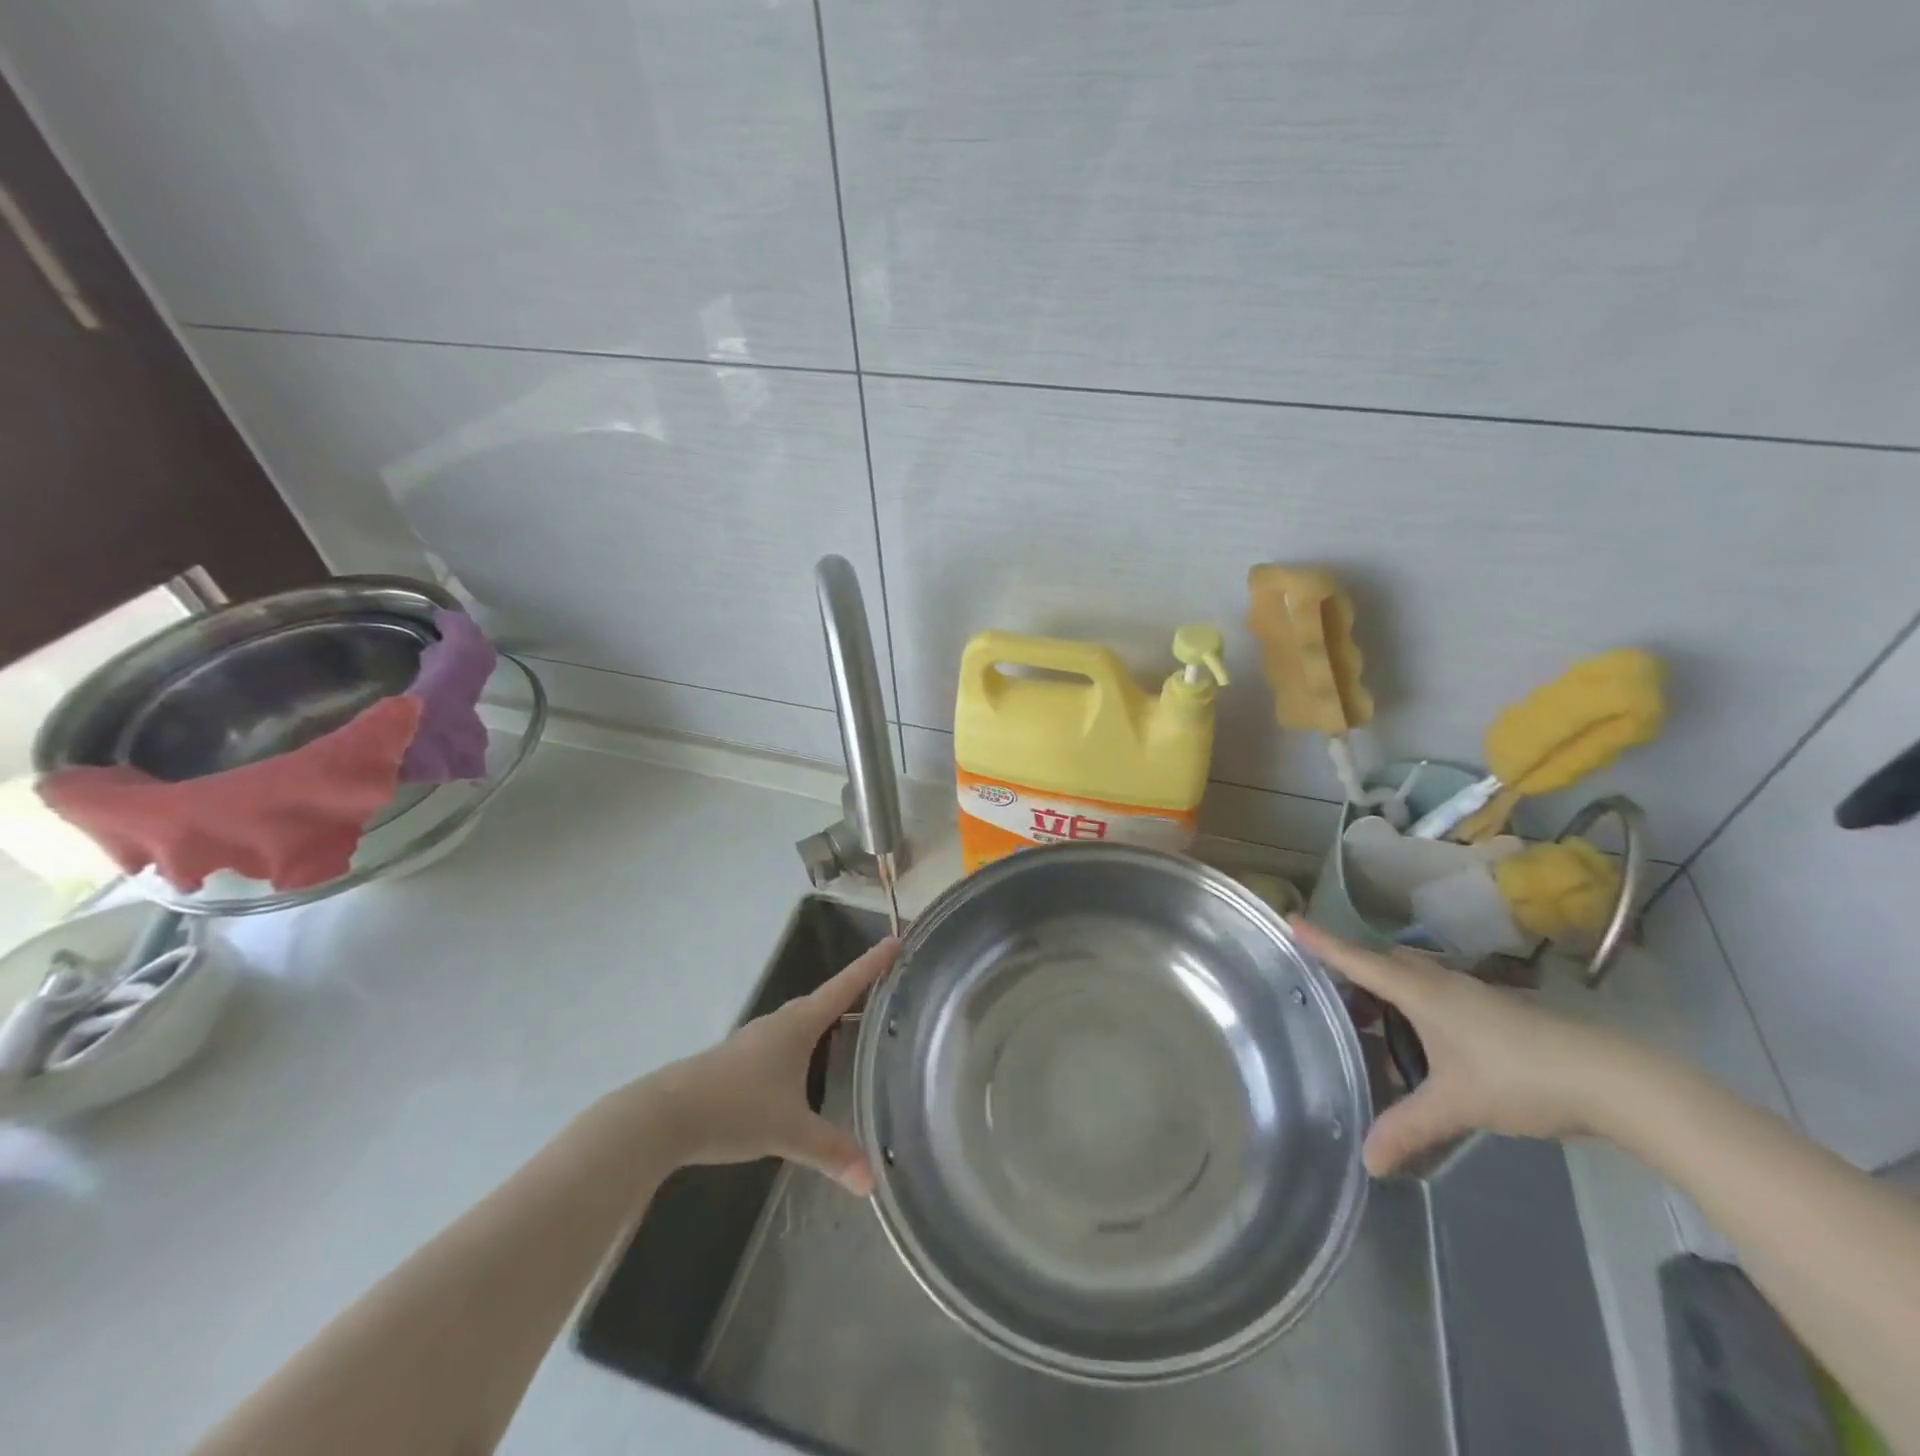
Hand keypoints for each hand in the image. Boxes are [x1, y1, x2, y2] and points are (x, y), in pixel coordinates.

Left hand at [643, 937, 898, 1195]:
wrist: (664, 1115)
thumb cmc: (735, 1108)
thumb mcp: (789, 1131)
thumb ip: (831, 1151)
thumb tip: (872, 1182)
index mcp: (800, 1024)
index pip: (845, 986)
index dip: (873, 964)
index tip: (896, 939)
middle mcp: (781, 1022)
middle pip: (826, 999)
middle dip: (855, 991)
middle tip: (885, 987)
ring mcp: (758, 1039)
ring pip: (804, 1021)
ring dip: (829, 1019)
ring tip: (854, 1027)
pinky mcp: (742, 1059)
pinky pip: (787, 1040)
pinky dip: (808, 1043)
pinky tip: (808, 1067)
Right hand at [1291, 919, 1632, 1175]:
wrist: (1611, 1079)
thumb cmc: (1519, 1076)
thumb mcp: (1457, 1104)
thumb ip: (1409, 1128)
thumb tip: (1368, 1161)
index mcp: (1420, 991)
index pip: (1357, 959)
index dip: (1322, 941)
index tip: (1290, 920)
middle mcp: (1440, 982)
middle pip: (1383, 962)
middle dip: (1352, 969)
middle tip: (1325, 990)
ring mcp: (1470, 994)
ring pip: (1412, 977)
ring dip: (1384, 988)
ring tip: (1365, 1018)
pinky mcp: (1493, 1010)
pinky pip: (1434, 994)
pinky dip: (1412, 1005)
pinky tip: (1419, 1040)